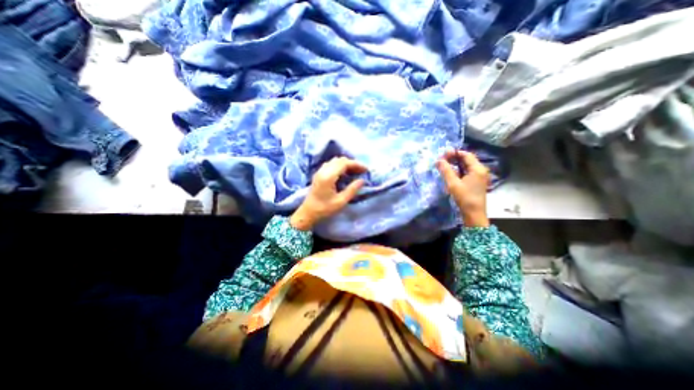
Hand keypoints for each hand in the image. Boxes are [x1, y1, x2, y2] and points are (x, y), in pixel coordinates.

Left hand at [291, 156, 367, 230]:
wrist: (308, 212)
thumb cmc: (324, 209)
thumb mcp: (341, 201)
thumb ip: (352, 189)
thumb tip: (362, 180)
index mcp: (328, 176)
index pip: (344, 163)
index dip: (356, 164)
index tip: (366, 169)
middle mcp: (323, 170)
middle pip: (340, 160)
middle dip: (352, 163)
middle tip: (362, 171)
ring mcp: (320, 171)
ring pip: (335, 161)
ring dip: (346, 164)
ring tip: (355, 172)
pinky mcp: (319, 174)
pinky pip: (331, 164)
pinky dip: (340, 166)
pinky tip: (345, 174)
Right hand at [435, 149, 489, 227]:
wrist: (474, 214)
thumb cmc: (464, 198)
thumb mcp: (453, 183)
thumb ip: (446, 170)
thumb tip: (438, 160)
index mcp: (477, 168)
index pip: (466, 155)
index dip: (454, 153)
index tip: (442, 155)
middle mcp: (481, 170)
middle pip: (467, 159)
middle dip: (454, 158)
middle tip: (442, 160)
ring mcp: (480, 176)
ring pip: (467, 166)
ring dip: (456, 165)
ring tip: (444, 166)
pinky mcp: (477, 182)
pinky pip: (467, 172)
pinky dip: (459, 171)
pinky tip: (451, 174)